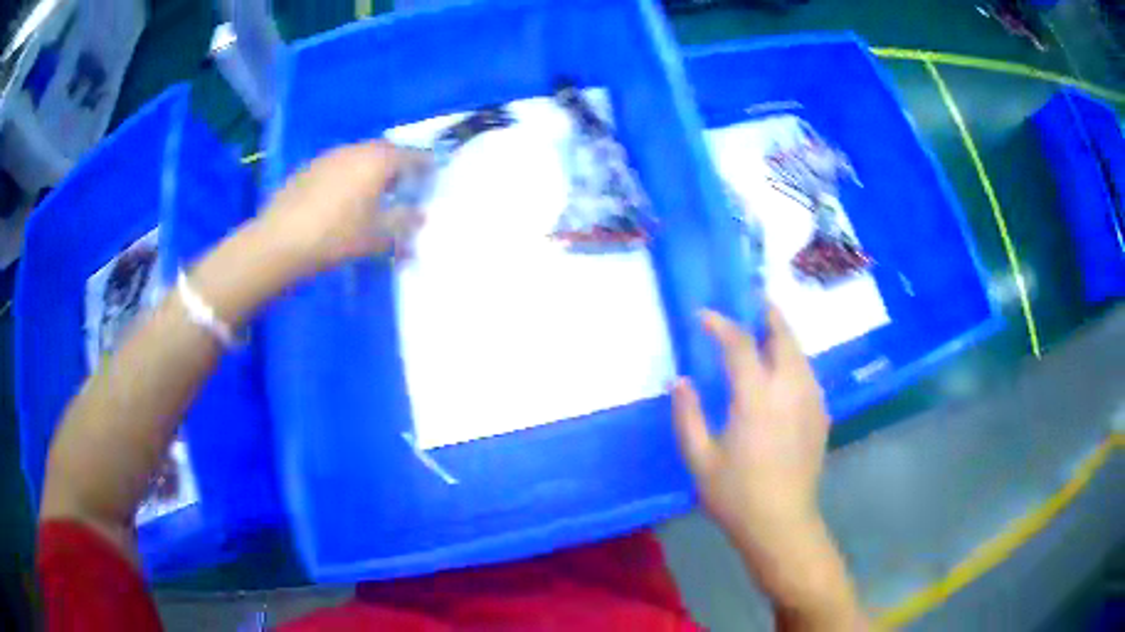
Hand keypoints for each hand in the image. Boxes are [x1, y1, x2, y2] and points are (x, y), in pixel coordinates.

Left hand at [258, 141, 426, 273]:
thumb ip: (404, 223)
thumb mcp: (377, 235)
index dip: (426, 166)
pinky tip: (340, 201)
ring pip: (359, 157)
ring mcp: (329, 156)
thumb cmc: (336, 236)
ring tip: (371, 196)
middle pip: (385, 152)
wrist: (279, 241)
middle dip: (397, 167)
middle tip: (402, 189)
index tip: (432, 179)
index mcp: (378, 159)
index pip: (413, 155)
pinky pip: (338, 166)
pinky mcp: (308, 168)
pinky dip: (347, 177)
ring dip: (370, 171)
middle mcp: (355, 149)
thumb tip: (421, 216)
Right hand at [671, 307, 830, 578]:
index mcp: (757, 397)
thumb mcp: (700, 458)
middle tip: (750, 300)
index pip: (739, 344)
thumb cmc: (736, 495)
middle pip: (783, 335)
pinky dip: (792, 358)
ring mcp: (811, 400)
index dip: (720, 324)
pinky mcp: (820, 414)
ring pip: (800, 352)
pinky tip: (781, 370)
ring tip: (763, 330)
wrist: (782, 524)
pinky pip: (806, 372)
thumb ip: (687, 414)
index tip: (703, 316)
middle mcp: (790, 388)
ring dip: (781, 334)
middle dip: (766, 313)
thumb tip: (679, 380)